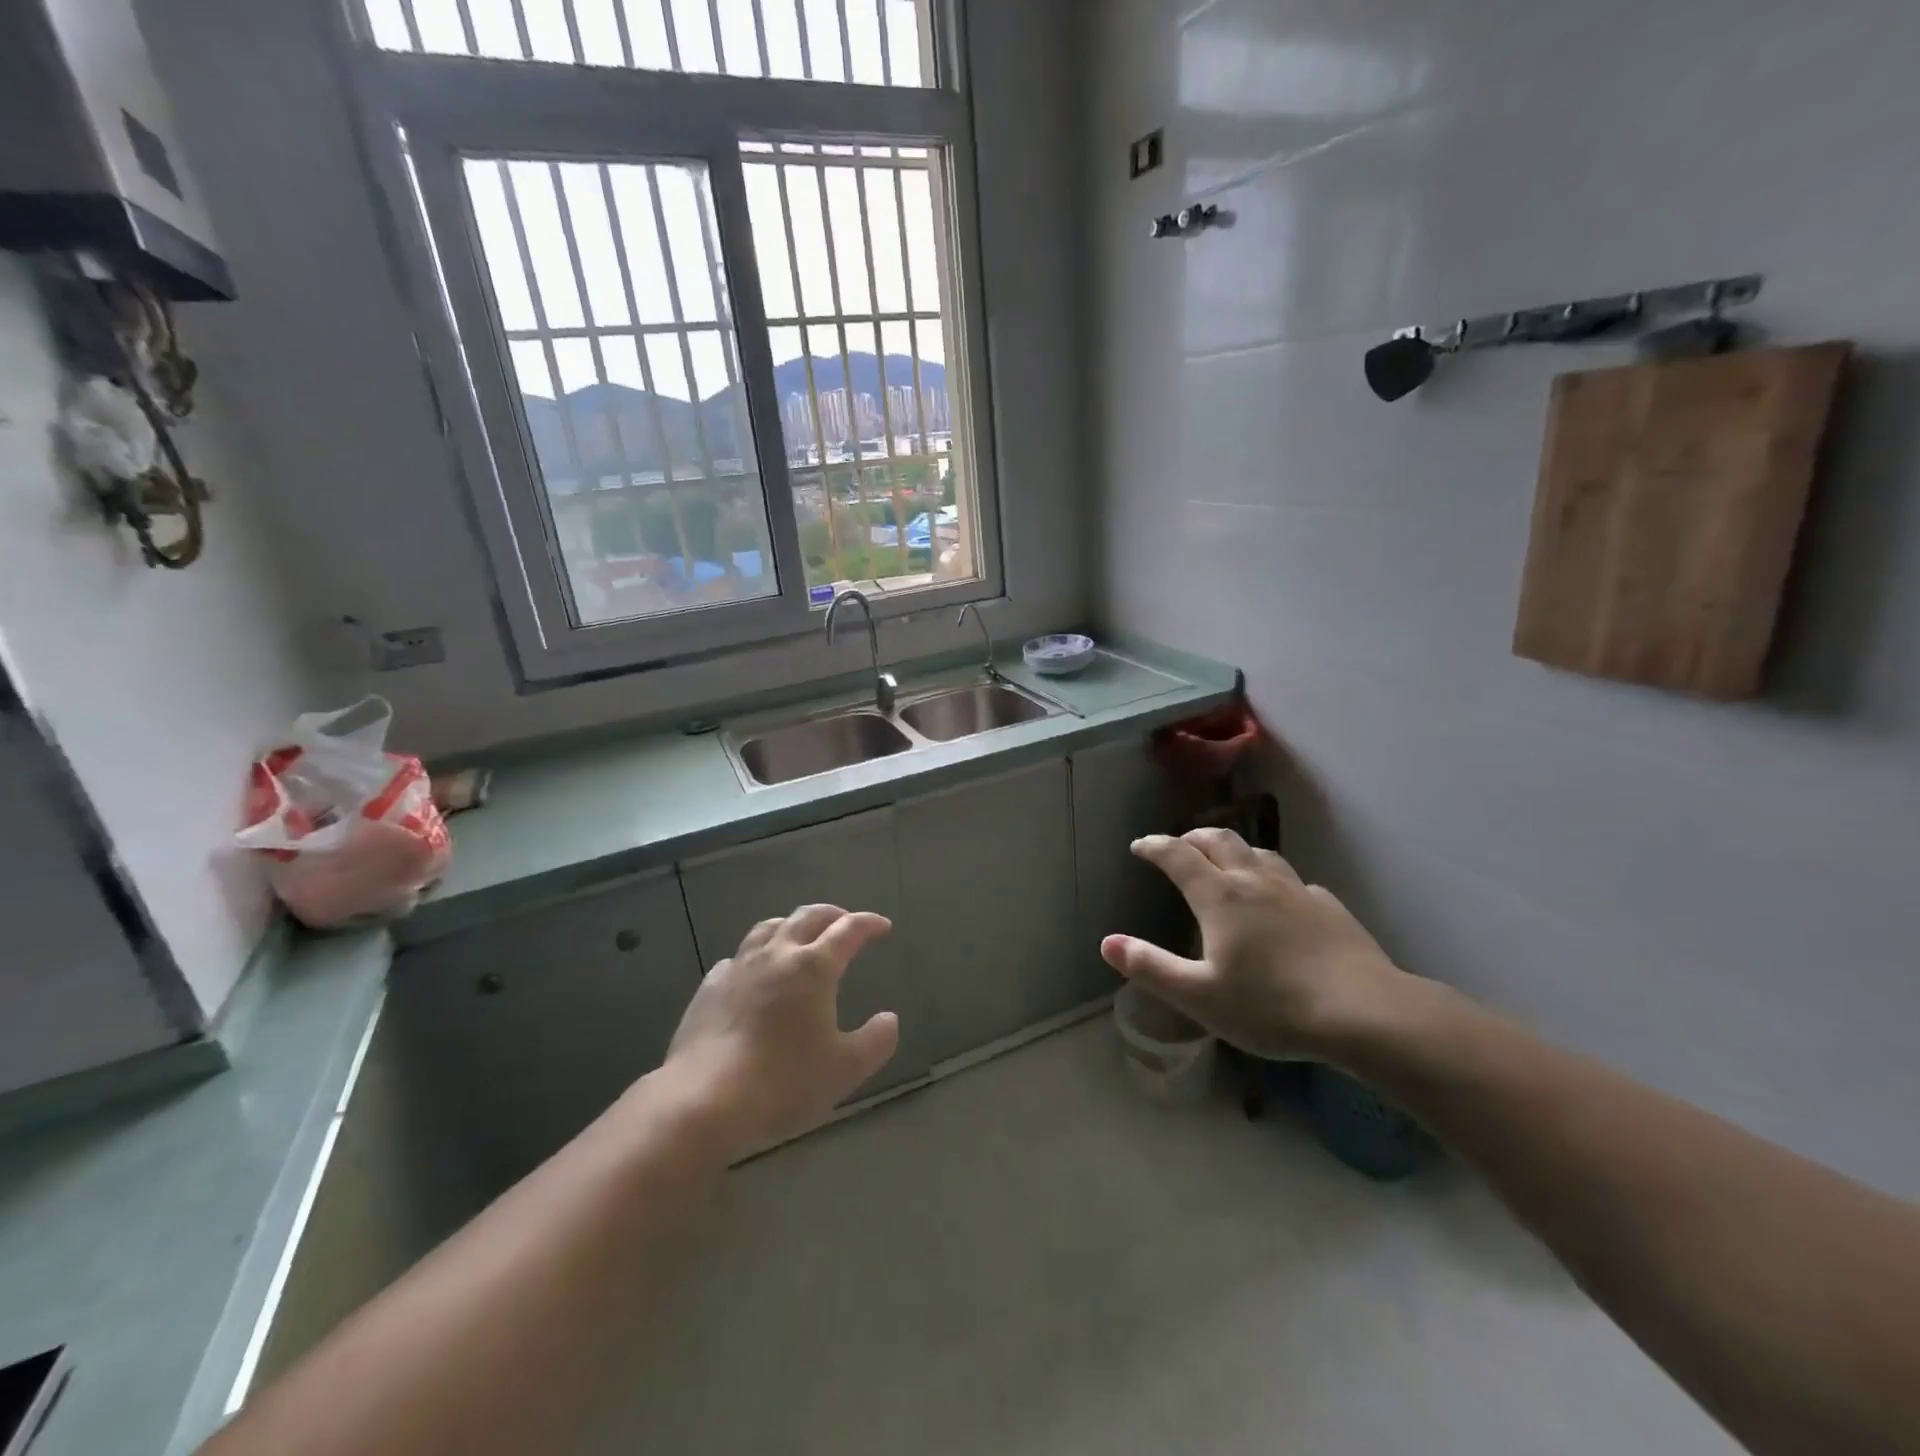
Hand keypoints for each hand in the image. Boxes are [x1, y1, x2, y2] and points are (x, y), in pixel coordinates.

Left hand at [662, 905, 898, 1160]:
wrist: (704, 1099)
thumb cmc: (784, 1082)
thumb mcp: (845, 1069)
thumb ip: (875, 1041)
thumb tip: (889, 1019)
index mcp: (814, 967)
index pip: (848, 930)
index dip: (868, 923)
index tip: (882, 926)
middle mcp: (777, 955)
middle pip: (807, 917)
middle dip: (832, 914)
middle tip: (845, 921)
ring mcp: (739, 967)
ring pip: (769, 928)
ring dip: (791, 925)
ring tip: (800, 935)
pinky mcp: (709, 987)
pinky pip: (737, 958)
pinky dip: (755, 956)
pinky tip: (754, 974)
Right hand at [1100, 829, 1409, 1060]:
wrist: (1364, 1012)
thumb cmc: (1271, 1006)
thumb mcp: (1199, 996)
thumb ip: (1150, 967)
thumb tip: (1107, 942)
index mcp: (1219, 896)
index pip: (1177, 855)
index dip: (1154, 846)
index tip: (1139, 846)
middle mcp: (1254, 881)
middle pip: (1219, 840)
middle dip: (1192, 837)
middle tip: (1177, 846)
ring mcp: (1296, 890)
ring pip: (1258, 852)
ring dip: (1233, 849)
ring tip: (1224, 861)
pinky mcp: (1328, 906)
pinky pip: (1292, 879)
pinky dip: (1272, 877)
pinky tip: (1279, 897)